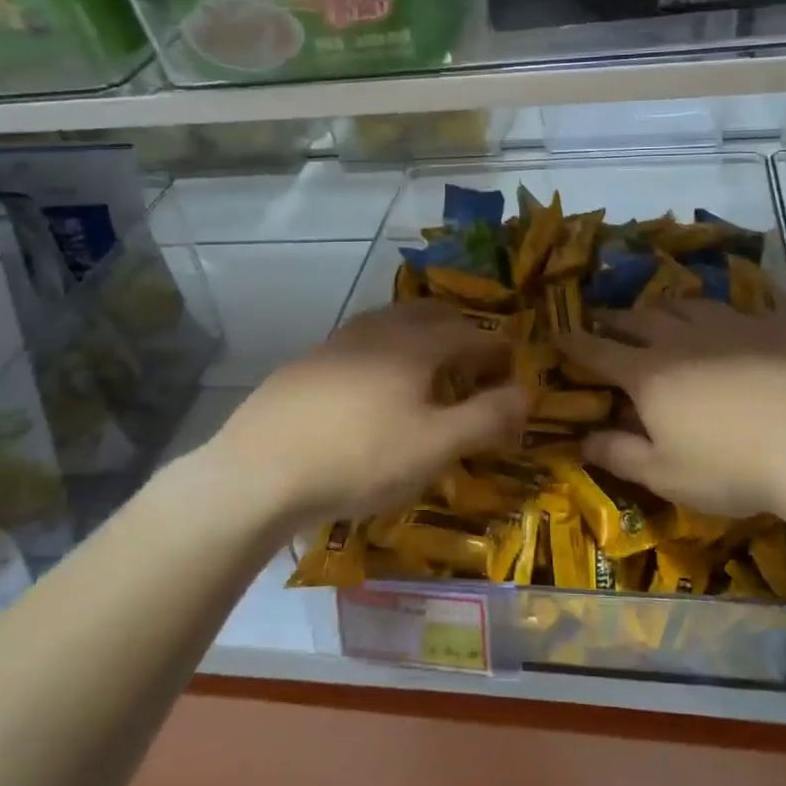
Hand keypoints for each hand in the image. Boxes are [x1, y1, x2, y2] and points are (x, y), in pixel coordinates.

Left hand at [205, 301, 527, 527]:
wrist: (258, 471)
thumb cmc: (360, 458)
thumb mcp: (435, 447)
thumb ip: (487, 418)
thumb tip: (526, 394)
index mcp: (414, 344)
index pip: (471, 333)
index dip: (498, 349)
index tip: (512, 367)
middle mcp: (377, 330)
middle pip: (428, 314)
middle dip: (459, 331)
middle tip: (474, 359)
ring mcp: (335, 344)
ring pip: (389, 324)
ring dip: (418, 337)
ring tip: (428, 367)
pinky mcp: (305, 364)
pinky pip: (358, 345)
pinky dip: (383, 353)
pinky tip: (372, 386)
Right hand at [559, 301, 785, 522]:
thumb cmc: (731, 468)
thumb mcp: (665, 475)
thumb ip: (619, 454)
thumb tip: (583, 439)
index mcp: (650, 374)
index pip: (600, 351)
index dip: (576, 343)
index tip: (560, 335)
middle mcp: (684, 340)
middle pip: (640, 319)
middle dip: (617, 319)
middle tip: (607, 321)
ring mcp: (732, 326)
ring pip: (689, 305)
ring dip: (667, 309)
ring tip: (663, 315)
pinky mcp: (776, 325)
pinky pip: (742, 309)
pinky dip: (725, 315)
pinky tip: (733, 323)